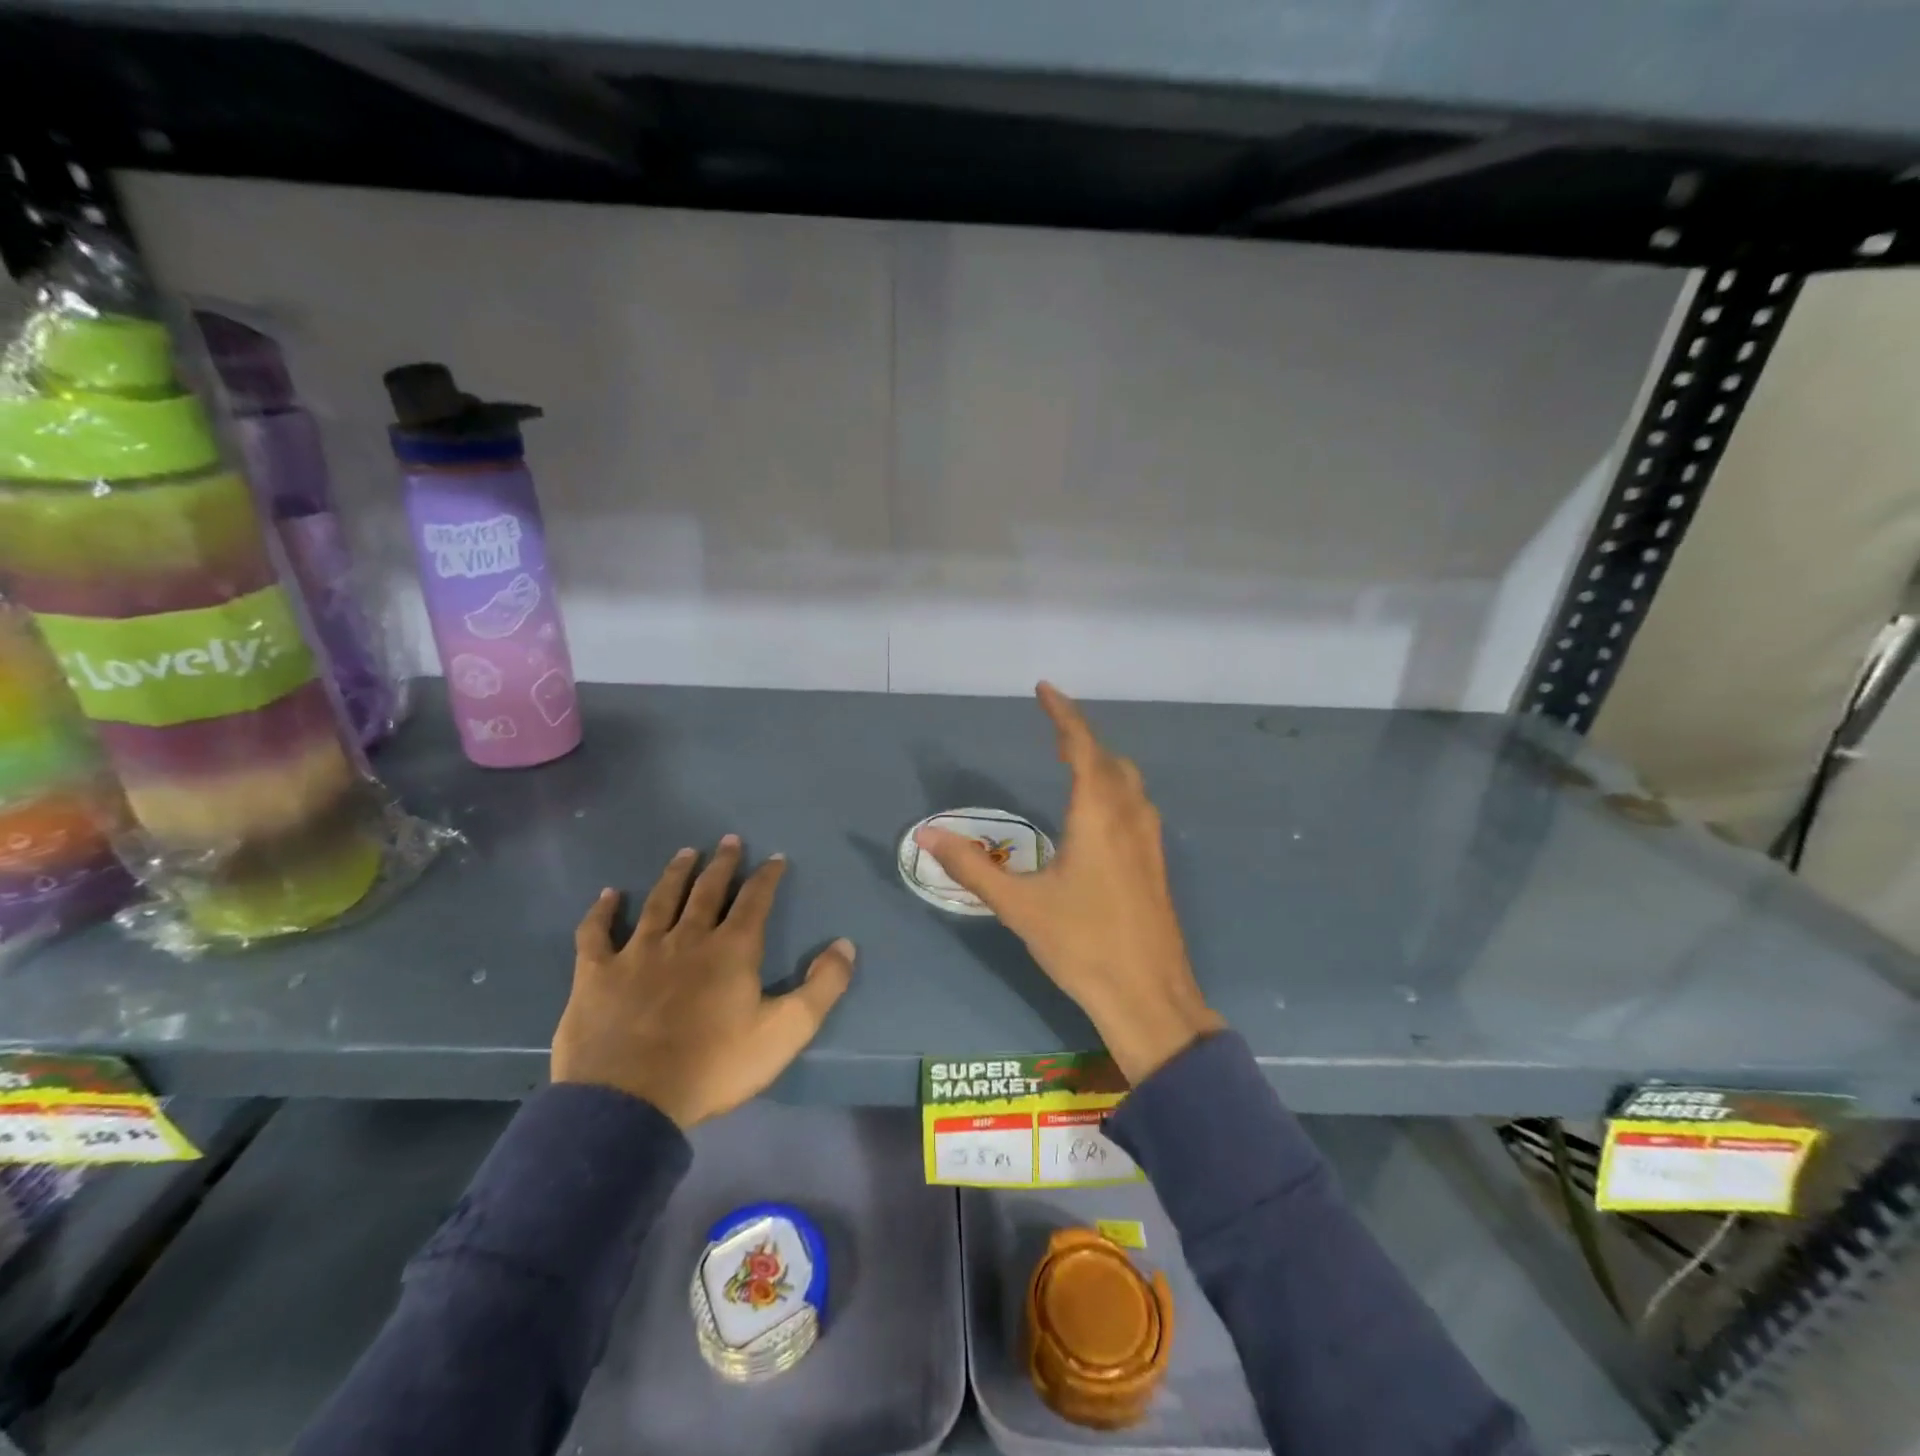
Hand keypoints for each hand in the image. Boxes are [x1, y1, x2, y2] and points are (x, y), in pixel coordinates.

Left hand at [554, 836, 855, 1128]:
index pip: (755, 900)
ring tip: (685, 853)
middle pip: (707, 891)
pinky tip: (609, 895)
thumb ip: (822, 987)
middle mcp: (687, 938)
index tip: (775, 857)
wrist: (630, 1103)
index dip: (767, 876)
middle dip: (722, 864)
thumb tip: (846, 944)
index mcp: (732, 950)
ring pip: (660, 901)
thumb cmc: (713, 1066)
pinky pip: (596, 933)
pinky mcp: (597, 973)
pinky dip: (602, 912)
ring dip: (675, 875)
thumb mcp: (785, 1032)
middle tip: (729, 840)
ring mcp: (638, 952)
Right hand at [915, 683, 1223, 1083]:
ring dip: (1103, 762)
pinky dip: (1116, 788)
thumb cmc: (1082, 945)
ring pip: (1129, 783)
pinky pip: (1136, 806)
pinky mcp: (1155, 865)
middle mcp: (1129, 818)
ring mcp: (1149, 842)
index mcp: (1098, 816)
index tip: (1044, 690)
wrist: (1148, 996)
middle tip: (1052, 729)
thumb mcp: (1019, 906)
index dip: (1063, 715)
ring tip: (1073, 761)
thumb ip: (972, 867)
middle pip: (1110, 760)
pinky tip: (1100, 814)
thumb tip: (928, 835)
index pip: (1082, 748)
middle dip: (1081, 737)